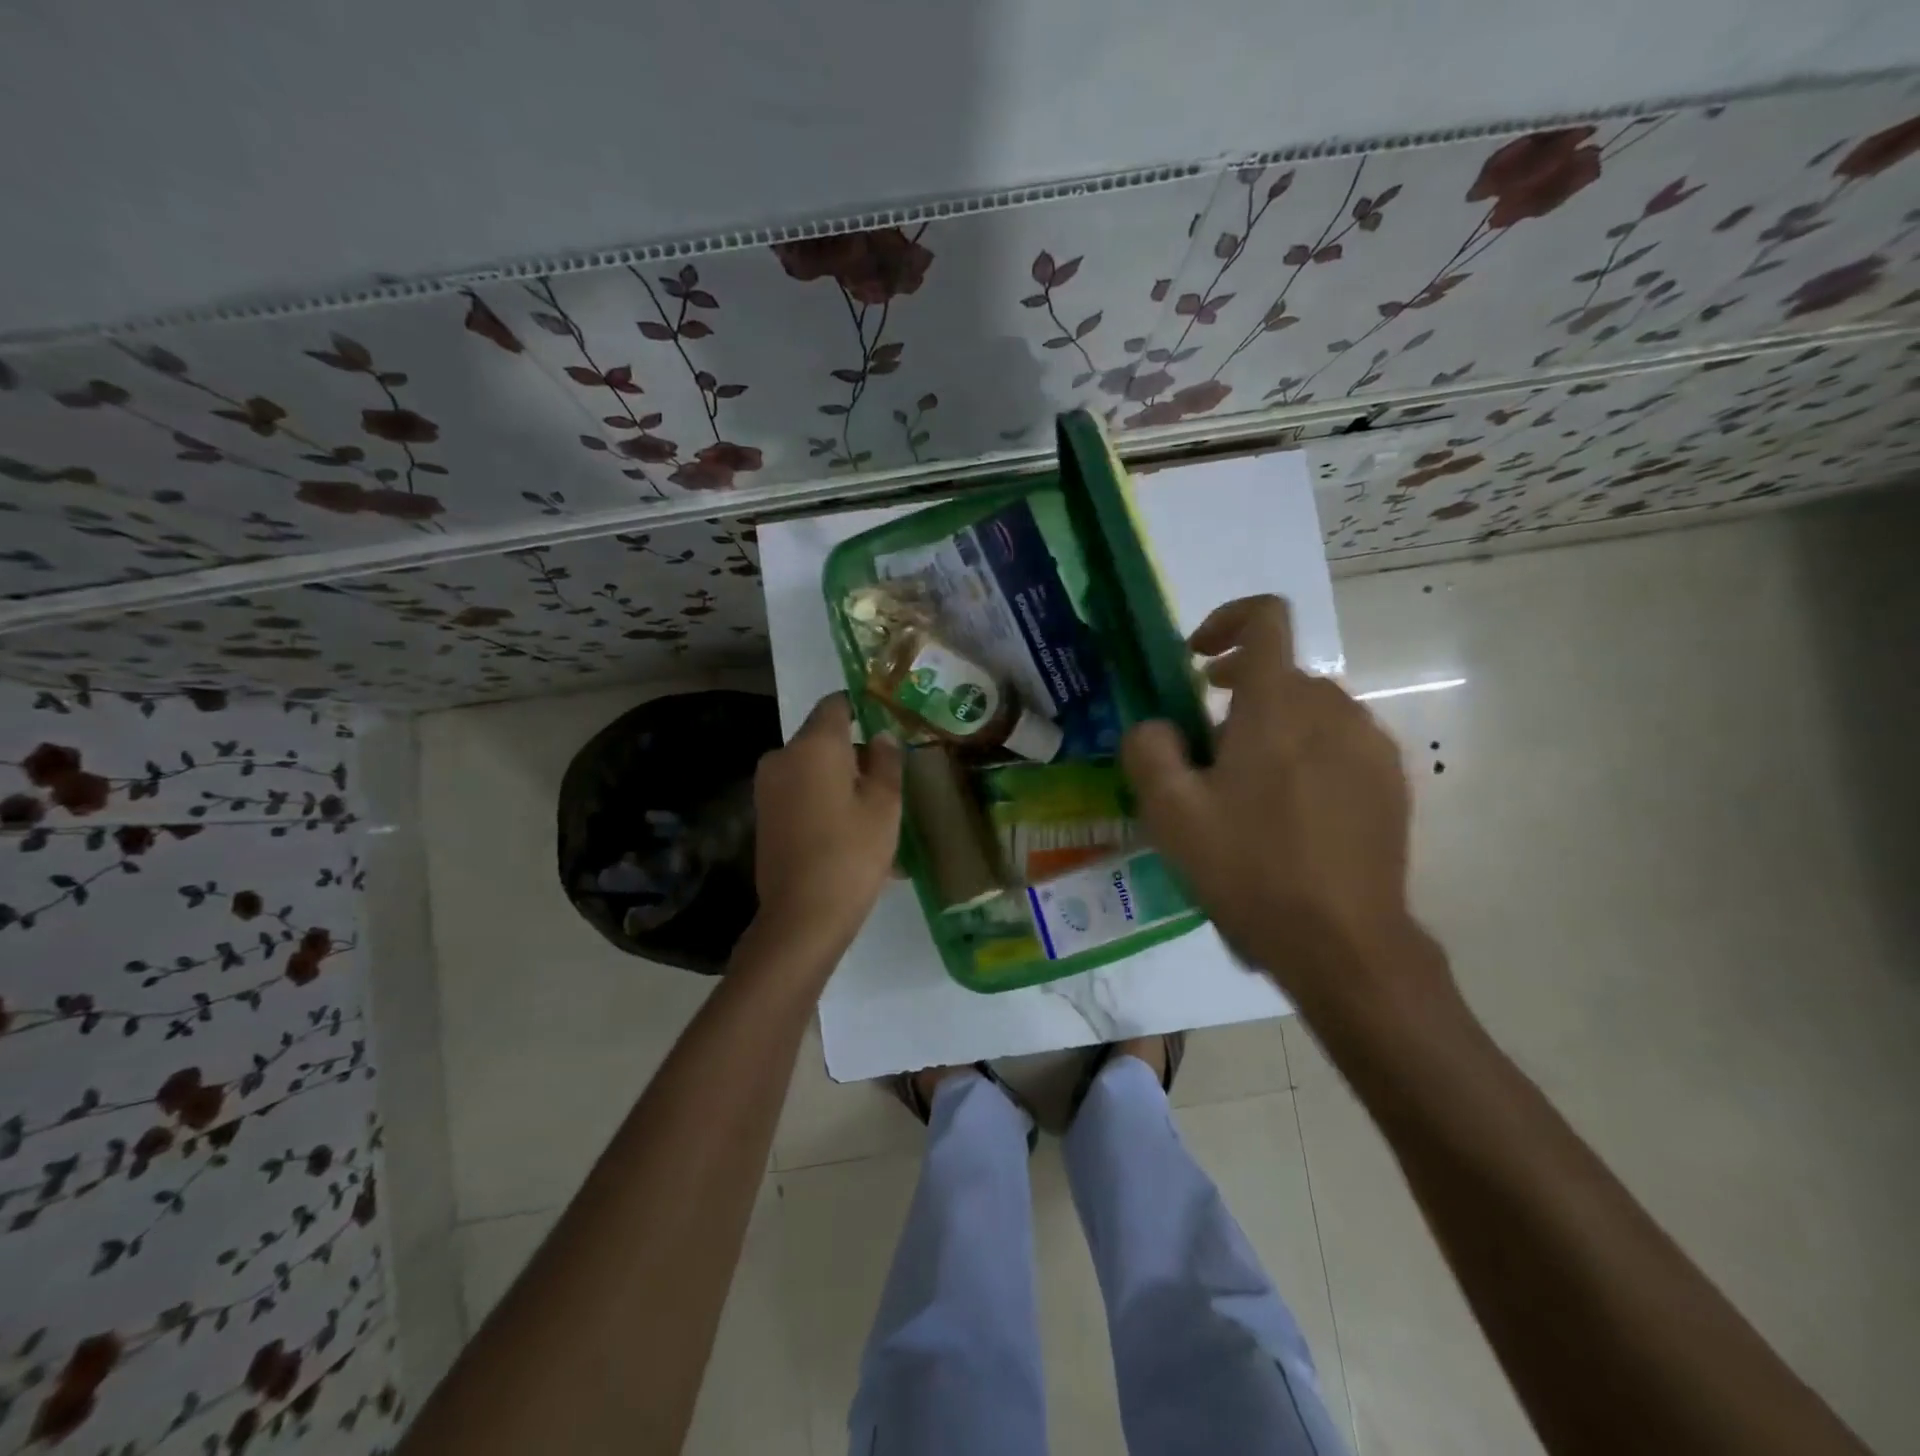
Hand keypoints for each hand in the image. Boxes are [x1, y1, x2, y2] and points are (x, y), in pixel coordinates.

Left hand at [751, 693, 902, 951]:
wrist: (801, 916)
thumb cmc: (851, 854)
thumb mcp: (885, 805)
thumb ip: (886, 761)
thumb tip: (882, 736)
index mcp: (814, 745)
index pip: (836, 704)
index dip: (862, 708)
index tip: (886, 725)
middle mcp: (782, 756)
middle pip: (823, 739)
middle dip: (854, 753)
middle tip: (888, 780)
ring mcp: (768, 787)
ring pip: (812, 769)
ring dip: (840, 781)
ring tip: (873, 815)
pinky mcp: (764, 815)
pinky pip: (800, 793)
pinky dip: (823, 801)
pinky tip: (849, 833)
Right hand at [1122, 595, 1446, 1025]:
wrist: (1344, 943)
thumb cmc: (1249, 869)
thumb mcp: (1170, 813)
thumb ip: (1149, 750)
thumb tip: (1159, 728)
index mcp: (1278, 704)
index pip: (1266, 618)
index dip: (1227, 620)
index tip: (1198, 660)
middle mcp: (1333, 709)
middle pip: (1282, 673)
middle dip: (1238, 694)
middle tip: (1205, 746)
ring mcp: (1370, 746)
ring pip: (1311, 711)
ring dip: (1273, 728)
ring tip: (1246, 790)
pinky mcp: (1390, 782)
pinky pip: (1340, 745)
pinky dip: (1307, 756)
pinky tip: (1290, 816)